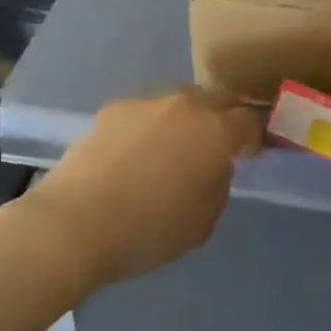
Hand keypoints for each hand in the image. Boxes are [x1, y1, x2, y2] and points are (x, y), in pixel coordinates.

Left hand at [27, 89, 263, 289]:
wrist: (75, 223)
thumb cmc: (149, 231)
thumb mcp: (203, 221)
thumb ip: (218, 183)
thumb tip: (213, 165)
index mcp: (215, 131)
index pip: (250, 121)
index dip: (254, 137)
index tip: (249, 153)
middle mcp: (186, 105)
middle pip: (217, 100)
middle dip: (222, 118)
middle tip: (215, 145)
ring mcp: (147, 102)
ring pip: (179, 102)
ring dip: (185, 119)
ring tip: (171, 148)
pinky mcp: (114, 108)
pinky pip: (146, 112)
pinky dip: (150, 126)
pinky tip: (134, 153)